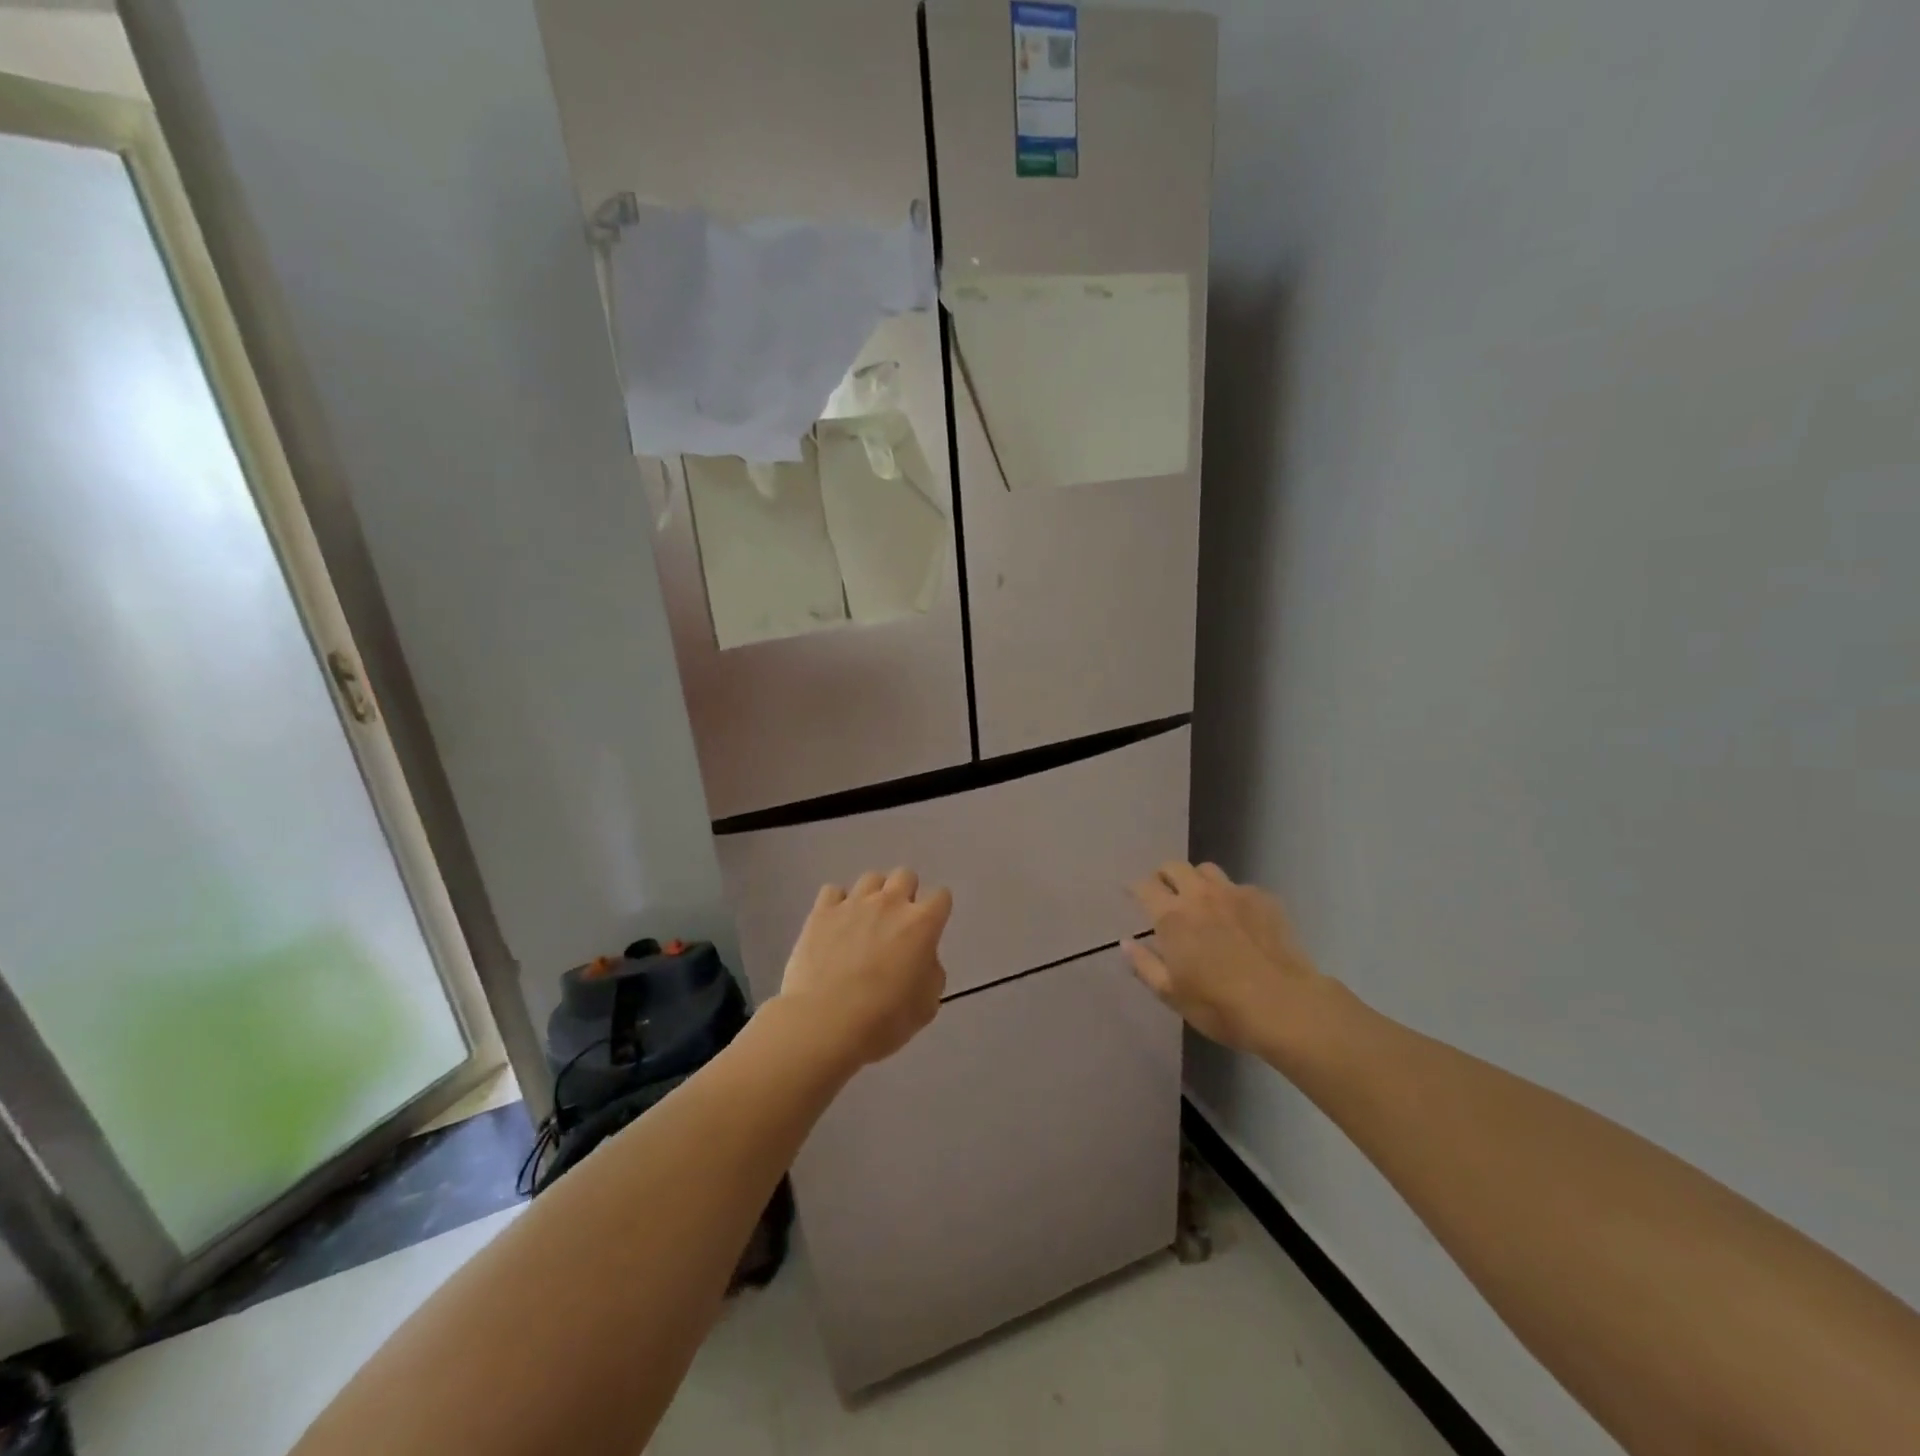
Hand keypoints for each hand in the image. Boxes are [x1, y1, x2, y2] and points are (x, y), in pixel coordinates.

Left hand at [778, 868, 950, 1069]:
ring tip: (865, 922)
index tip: (930, 930)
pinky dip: (837, 904)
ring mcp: (853, 904)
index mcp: (922, 924)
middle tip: (897, 924)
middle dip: (906, 894)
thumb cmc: (884, 1020)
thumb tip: (922, 960)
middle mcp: (890, 903)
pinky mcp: (821, 912)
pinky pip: (833, 892)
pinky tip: (835, 925)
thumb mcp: (927, 1005)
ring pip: (871, 878)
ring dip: (873, 896)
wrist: (825, 1023)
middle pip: (905, 876)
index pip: (941, 897)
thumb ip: (931, 973)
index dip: (937, 912)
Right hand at [1124, 862, 1326, 1055]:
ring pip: (1207, 870)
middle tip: (1164, 893)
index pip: (1144, 886)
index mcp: (1172, 916)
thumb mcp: (1171, 994)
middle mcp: (1200, 895)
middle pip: (1174, 867)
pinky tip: (1238, 918)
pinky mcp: (1264, 899)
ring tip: (1201, 900)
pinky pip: (1239, 887)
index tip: (1131, 894)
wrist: (1284, 1006)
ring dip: (1197, 880)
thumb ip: (1144, 965)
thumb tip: (1126, 942)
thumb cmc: (1219, 1005)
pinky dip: (1231, 896)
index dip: (1134, 888)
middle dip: (1164, 876)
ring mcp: (1234, 893)